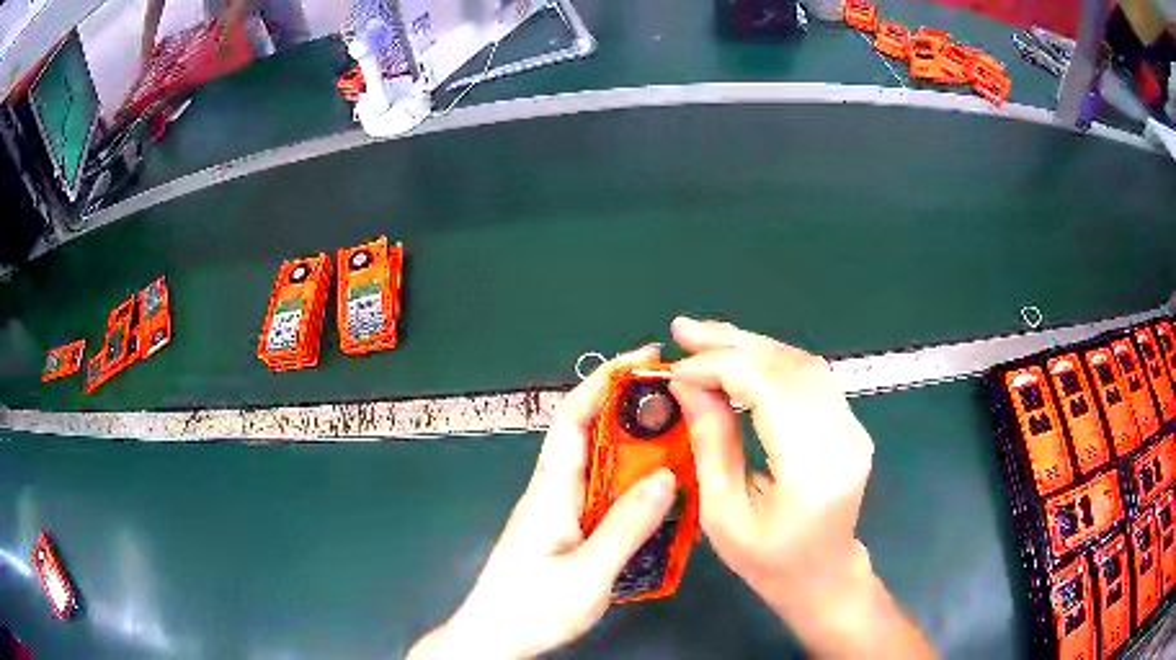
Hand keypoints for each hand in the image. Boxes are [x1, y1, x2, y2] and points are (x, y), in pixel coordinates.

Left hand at [408, 346, 676, 658]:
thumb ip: (626, 527)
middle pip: (588, 433)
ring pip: (598, 464)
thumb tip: (666, 477)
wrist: (493, 638)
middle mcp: (552, 491)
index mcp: (550, 491)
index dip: (605, 380)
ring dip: (634, 447)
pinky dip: (629, 482)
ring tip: (680, 442)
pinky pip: (601, 493)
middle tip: (680, 402)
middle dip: (629, 408)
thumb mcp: (588, 574)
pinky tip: (656, 494)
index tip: (645, 359)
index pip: (572, 417)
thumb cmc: (531, 608)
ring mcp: (557, 511)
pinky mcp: (564, 530)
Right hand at [667, 317, 933, 657]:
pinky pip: (810, 378)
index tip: (677, 369)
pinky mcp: (850, 424)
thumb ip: (711, 443)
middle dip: (733, 343)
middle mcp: (843, 439)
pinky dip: (771, 362)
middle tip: (684, 330)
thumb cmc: (767, 561)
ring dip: (751, 346)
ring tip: (704, 339)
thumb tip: (686, 384)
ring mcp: (853, 428)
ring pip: (803, 364)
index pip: (771, 391)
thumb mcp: (723, 513)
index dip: (721, 368)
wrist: (822, 574)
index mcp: (812, 472)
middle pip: (790, 367)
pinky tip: (740, 359)